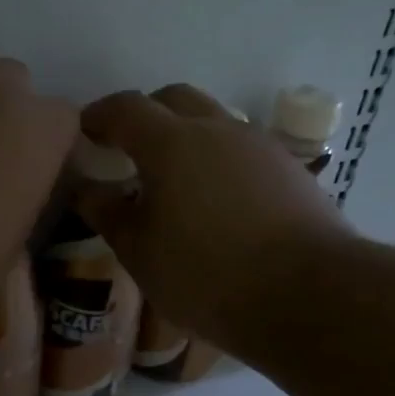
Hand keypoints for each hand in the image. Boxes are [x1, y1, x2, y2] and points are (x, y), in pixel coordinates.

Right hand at [78, 84, 350, 351]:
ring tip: (172, 179)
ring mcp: (259, 146)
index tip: (84, 131)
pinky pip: (241, 149)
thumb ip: (107, 213)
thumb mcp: (139, 252)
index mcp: (171, 142)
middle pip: (173, 99)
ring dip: (185, 136)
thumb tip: (87, 188)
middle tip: (126, 148)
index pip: (125, 108)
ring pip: (213, 121)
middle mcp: (216, 129)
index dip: (99, 115)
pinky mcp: (290, 169)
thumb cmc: (206, 275)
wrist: (310, 296)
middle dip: (144, 115)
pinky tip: (216, 200)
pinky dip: (218, 159)